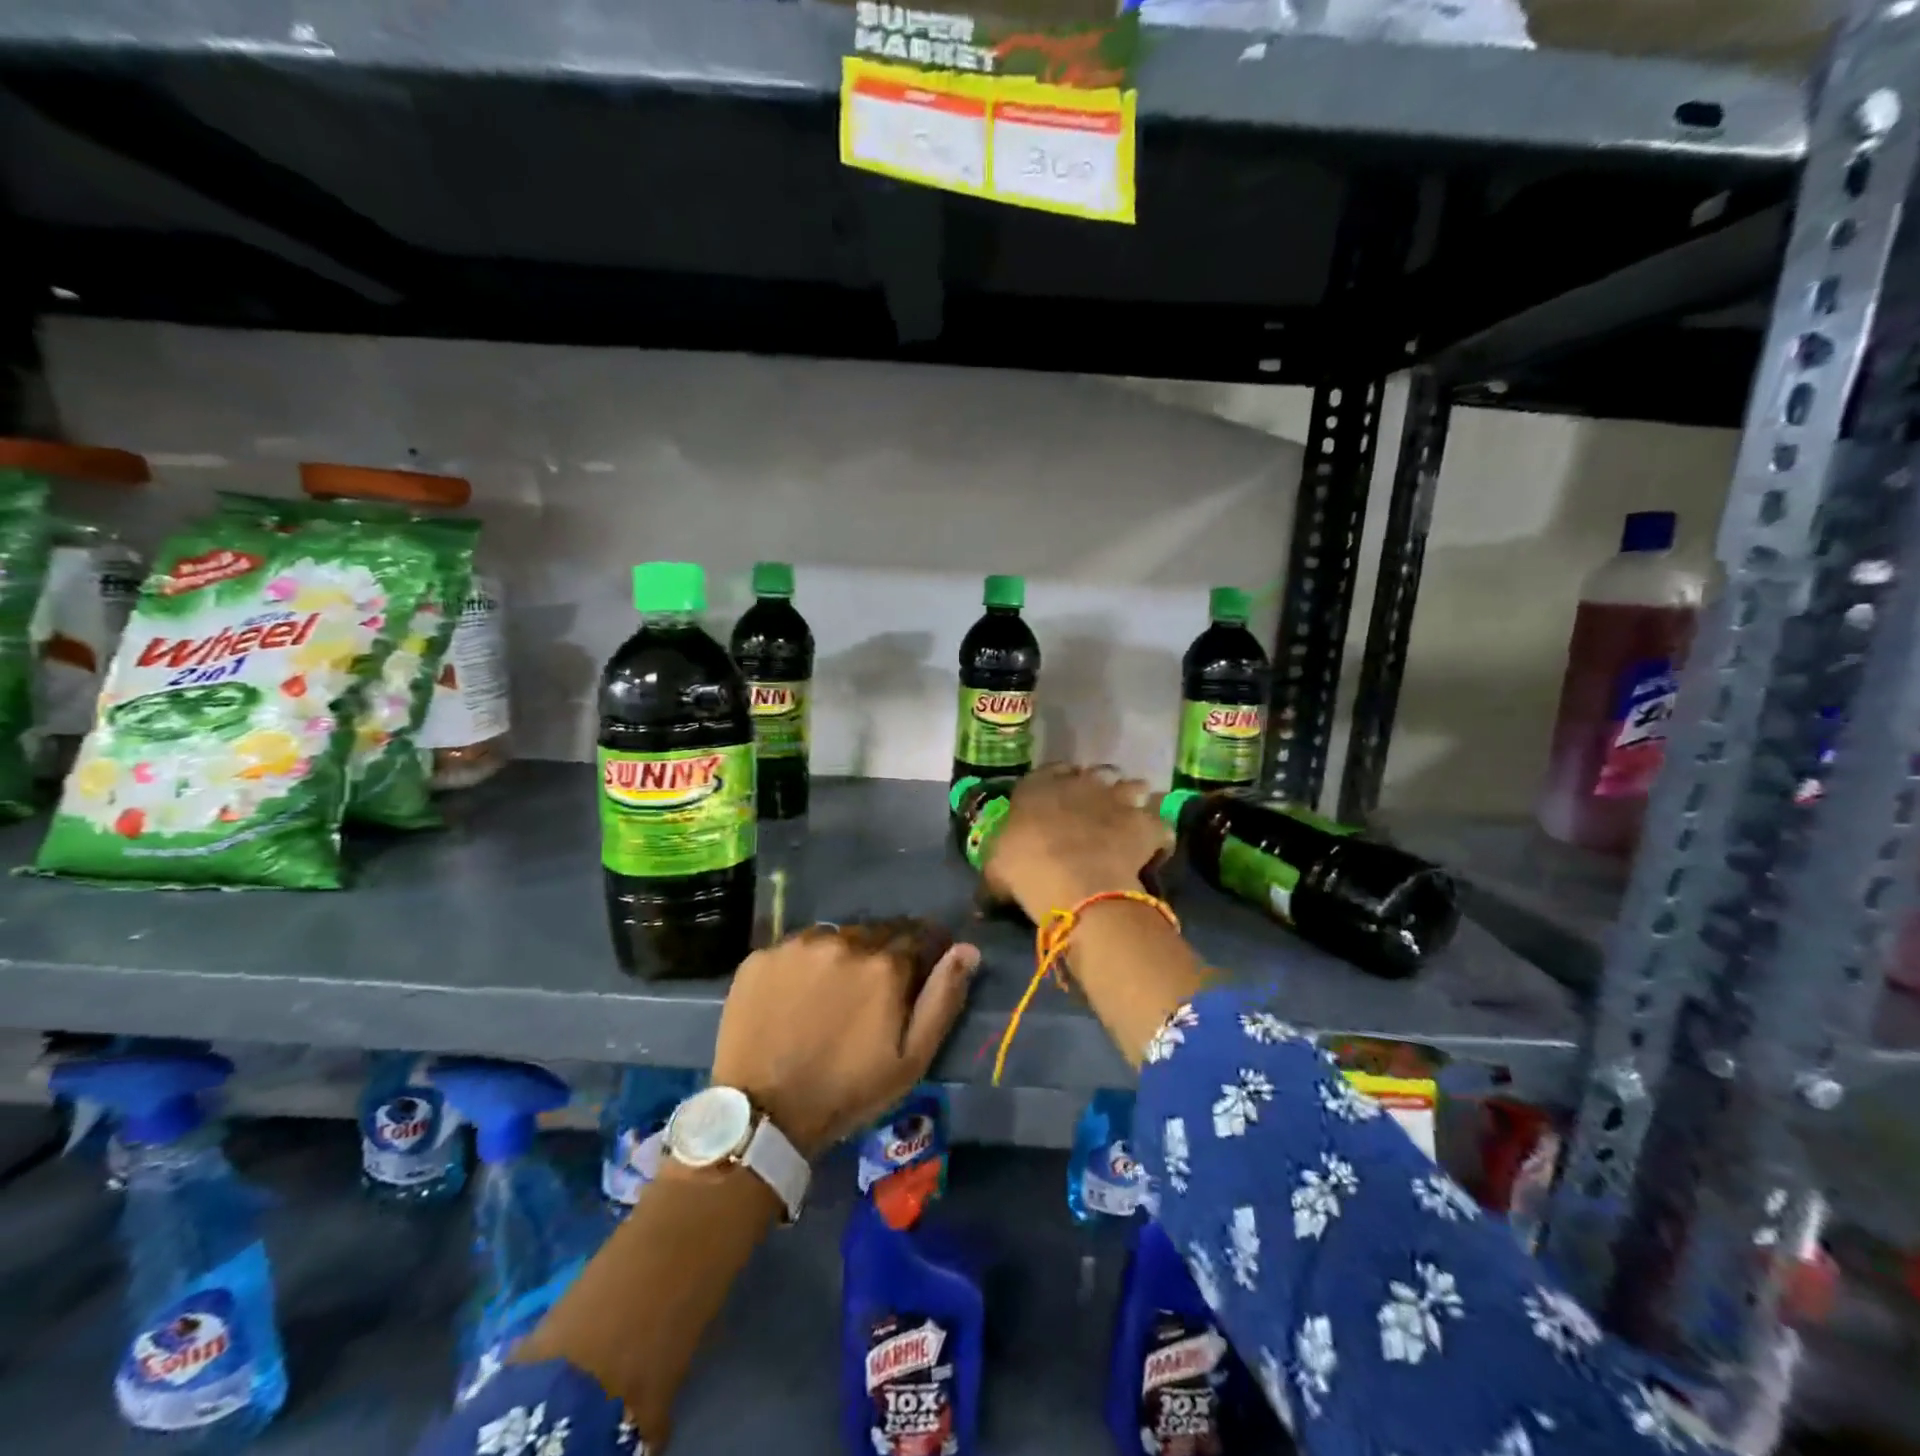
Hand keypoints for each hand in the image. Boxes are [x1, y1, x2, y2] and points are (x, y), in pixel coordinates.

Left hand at [710, 921, 978, 1159]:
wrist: (763, 1114)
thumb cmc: (847, 1091)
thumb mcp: (911, 1059)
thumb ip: (943, 998)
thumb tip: (968, 949)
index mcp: (884, 965)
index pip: (916, 936)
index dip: (920, 953)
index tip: (914, 973)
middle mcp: (843, 941)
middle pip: (874, 934)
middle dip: (879, 955)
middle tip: (868, 992)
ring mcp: (798, 946)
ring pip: (833, 938)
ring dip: (840, 956)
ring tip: (830, 994)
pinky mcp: (762, 956)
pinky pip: (794, 950)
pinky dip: (802, 966)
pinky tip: (795, 996)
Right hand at [981, 764, 1172, 922]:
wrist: (1074, 882)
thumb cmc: (1024, 869)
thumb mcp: (995, 869)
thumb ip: (996, 868)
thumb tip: (986, 890)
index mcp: (1037, 787)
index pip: (1047, 772)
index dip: (1055, 782)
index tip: (1057, 798)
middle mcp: (1079, 783)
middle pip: (1095, 774)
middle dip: (1097, 788)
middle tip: (1096, 809)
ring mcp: (1116, 799)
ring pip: (1133, 787)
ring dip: (1132, 799)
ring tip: (1130, 819)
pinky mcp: (1145, 823)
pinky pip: (1159, 823)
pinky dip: (1158, 833)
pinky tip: (1154, 847)